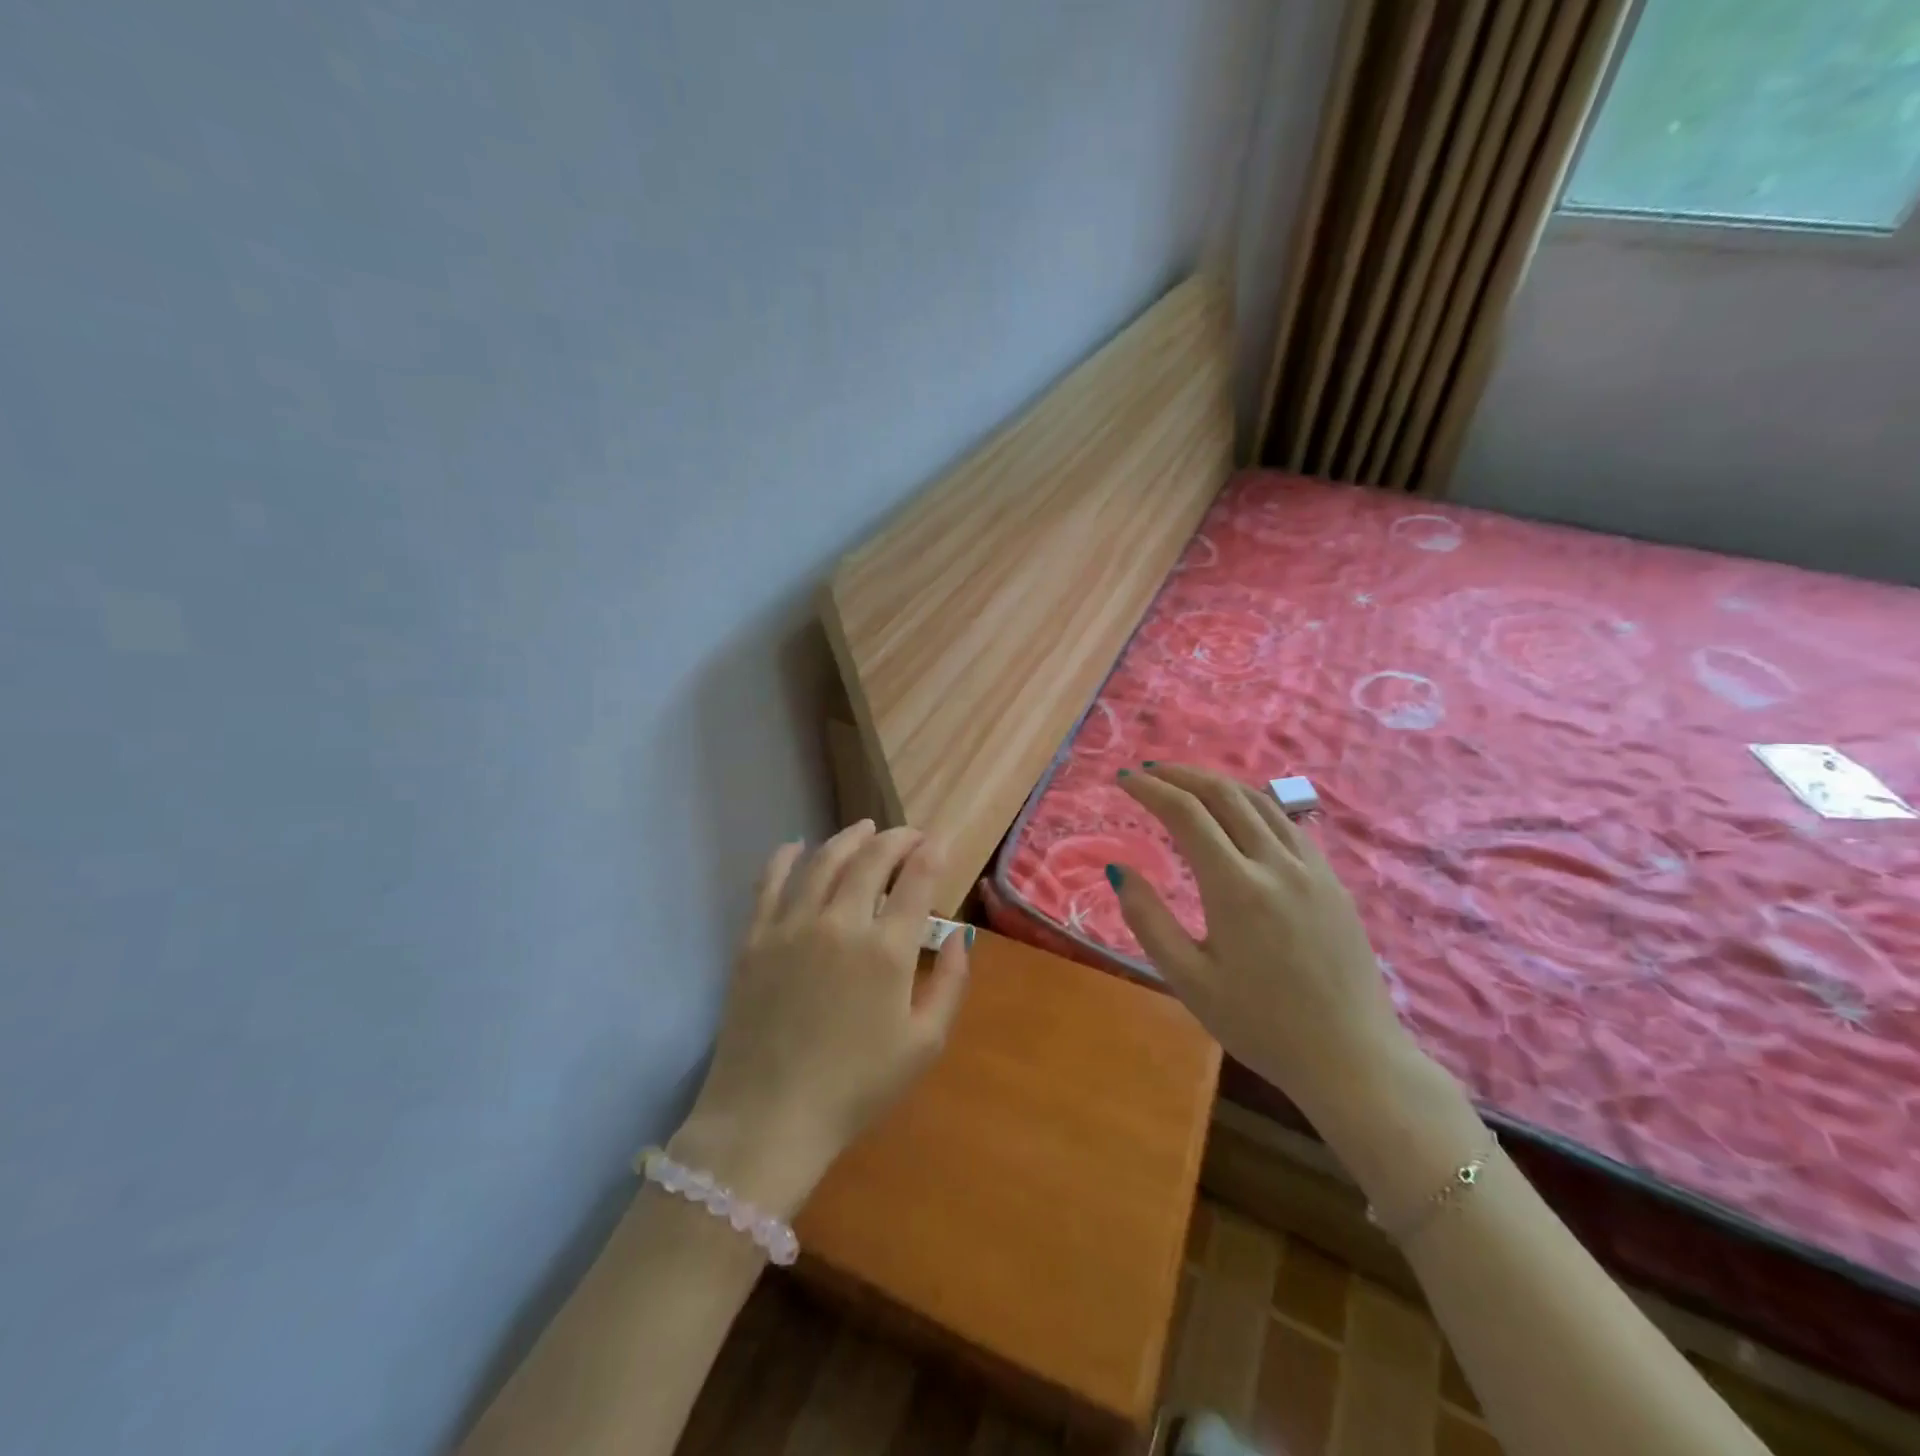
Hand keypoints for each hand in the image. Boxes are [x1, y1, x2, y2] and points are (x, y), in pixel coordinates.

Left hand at [672, 821, 970, 1217]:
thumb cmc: (856, 1087)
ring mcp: (792, 926)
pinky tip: (796, 846)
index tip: (938, 842)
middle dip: (896, 839)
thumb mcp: (924, 1045)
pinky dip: (785, 857)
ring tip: (864, 829)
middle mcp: (840, 923)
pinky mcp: (755, 938)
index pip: (916, 879)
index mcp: (887, 950)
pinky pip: (770, 883)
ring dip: (849, 838)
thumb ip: (950, 983)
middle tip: (908, 835)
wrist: (769, 1118)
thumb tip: (958, 935)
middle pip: (872, 859)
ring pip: (824, 861)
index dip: (931, 853)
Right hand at [1106, 764, 1416, 1128]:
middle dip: (1181, 774)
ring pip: (1260, 802)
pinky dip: (1253, 804)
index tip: (1123, 778)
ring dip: (1218, 783)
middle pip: (1224, 794)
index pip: (1186, 814)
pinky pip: (1288, 823)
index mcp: (1236, 887)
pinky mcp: (1332, 880)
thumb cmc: (1260, 1024)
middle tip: (1149, 771)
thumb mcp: (1189, 980)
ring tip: (1187, 782)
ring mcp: (1311, 868)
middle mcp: (1276, 863)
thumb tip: (1119, 870)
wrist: (1351, 1058)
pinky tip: (1240, 815)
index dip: (1150, 789)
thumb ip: (1148, 920)